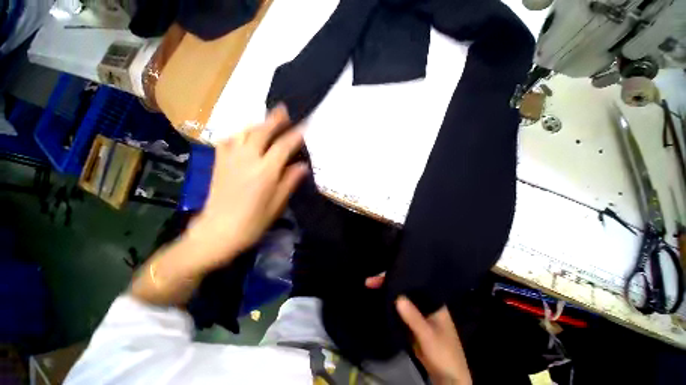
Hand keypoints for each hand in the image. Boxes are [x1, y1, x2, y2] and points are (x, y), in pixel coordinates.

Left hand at [190, 106, 307, 269]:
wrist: (218, 232)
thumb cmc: (254, 222)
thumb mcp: (278, 204)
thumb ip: (290, 181)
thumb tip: (302, 165)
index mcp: (264, 172)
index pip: (283, 146)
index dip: (295, 135)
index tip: (304, 126)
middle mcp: (246, 160)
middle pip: (261, 132)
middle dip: (274, 119)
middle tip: (283, 109)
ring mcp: (229, 159)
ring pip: (243, 133)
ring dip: (256, 124)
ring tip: (266, 122)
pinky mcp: (218, 163)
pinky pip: (228, 140)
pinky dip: (238, 134)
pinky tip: (244, 136)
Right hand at [364, 274, 471, 384]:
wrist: (448, 377)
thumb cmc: (443, 353)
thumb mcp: (429, 336)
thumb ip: (414, 318)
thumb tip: (397, 297)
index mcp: (432, 300)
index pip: (414, 282)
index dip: (397, 276)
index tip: (380, 275)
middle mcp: (424, 302)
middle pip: (405, 288)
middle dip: (388, 283)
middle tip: (369, 281)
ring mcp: (418, 312)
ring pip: (400, 298)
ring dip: (387, 293)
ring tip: (370, 287)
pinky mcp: (412, 322)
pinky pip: (399, 310)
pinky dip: (389, 305)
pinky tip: (380, 300)